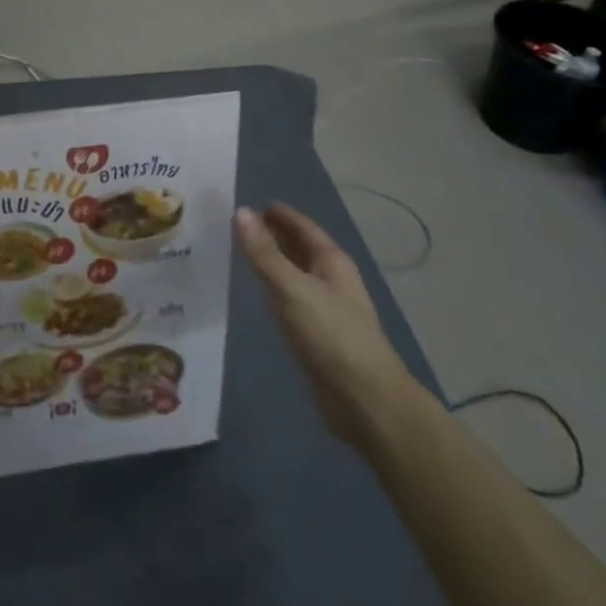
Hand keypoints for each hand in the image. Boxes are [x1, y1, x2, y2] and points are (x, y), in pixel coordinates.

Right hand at [234, 203, 420, 444]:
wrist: (367, 402)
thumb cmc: (333, 336)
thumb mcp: (293, 289)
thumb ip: (264, 253)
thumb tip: (240, 211)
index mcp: (332, 262)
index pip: (304, 227)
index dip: (280, 214)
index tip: (251, 203)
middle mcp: (331, 281)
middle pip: (300, 249)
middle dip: (274, 234)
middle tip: (238, 224)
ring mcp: (326, 310)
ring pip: (295, 275)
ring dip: (272, 262)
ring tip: (241, 252)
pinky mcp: (318, 337)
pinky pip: (291, 300)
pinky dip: (273, 290)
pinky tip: (257, 294)